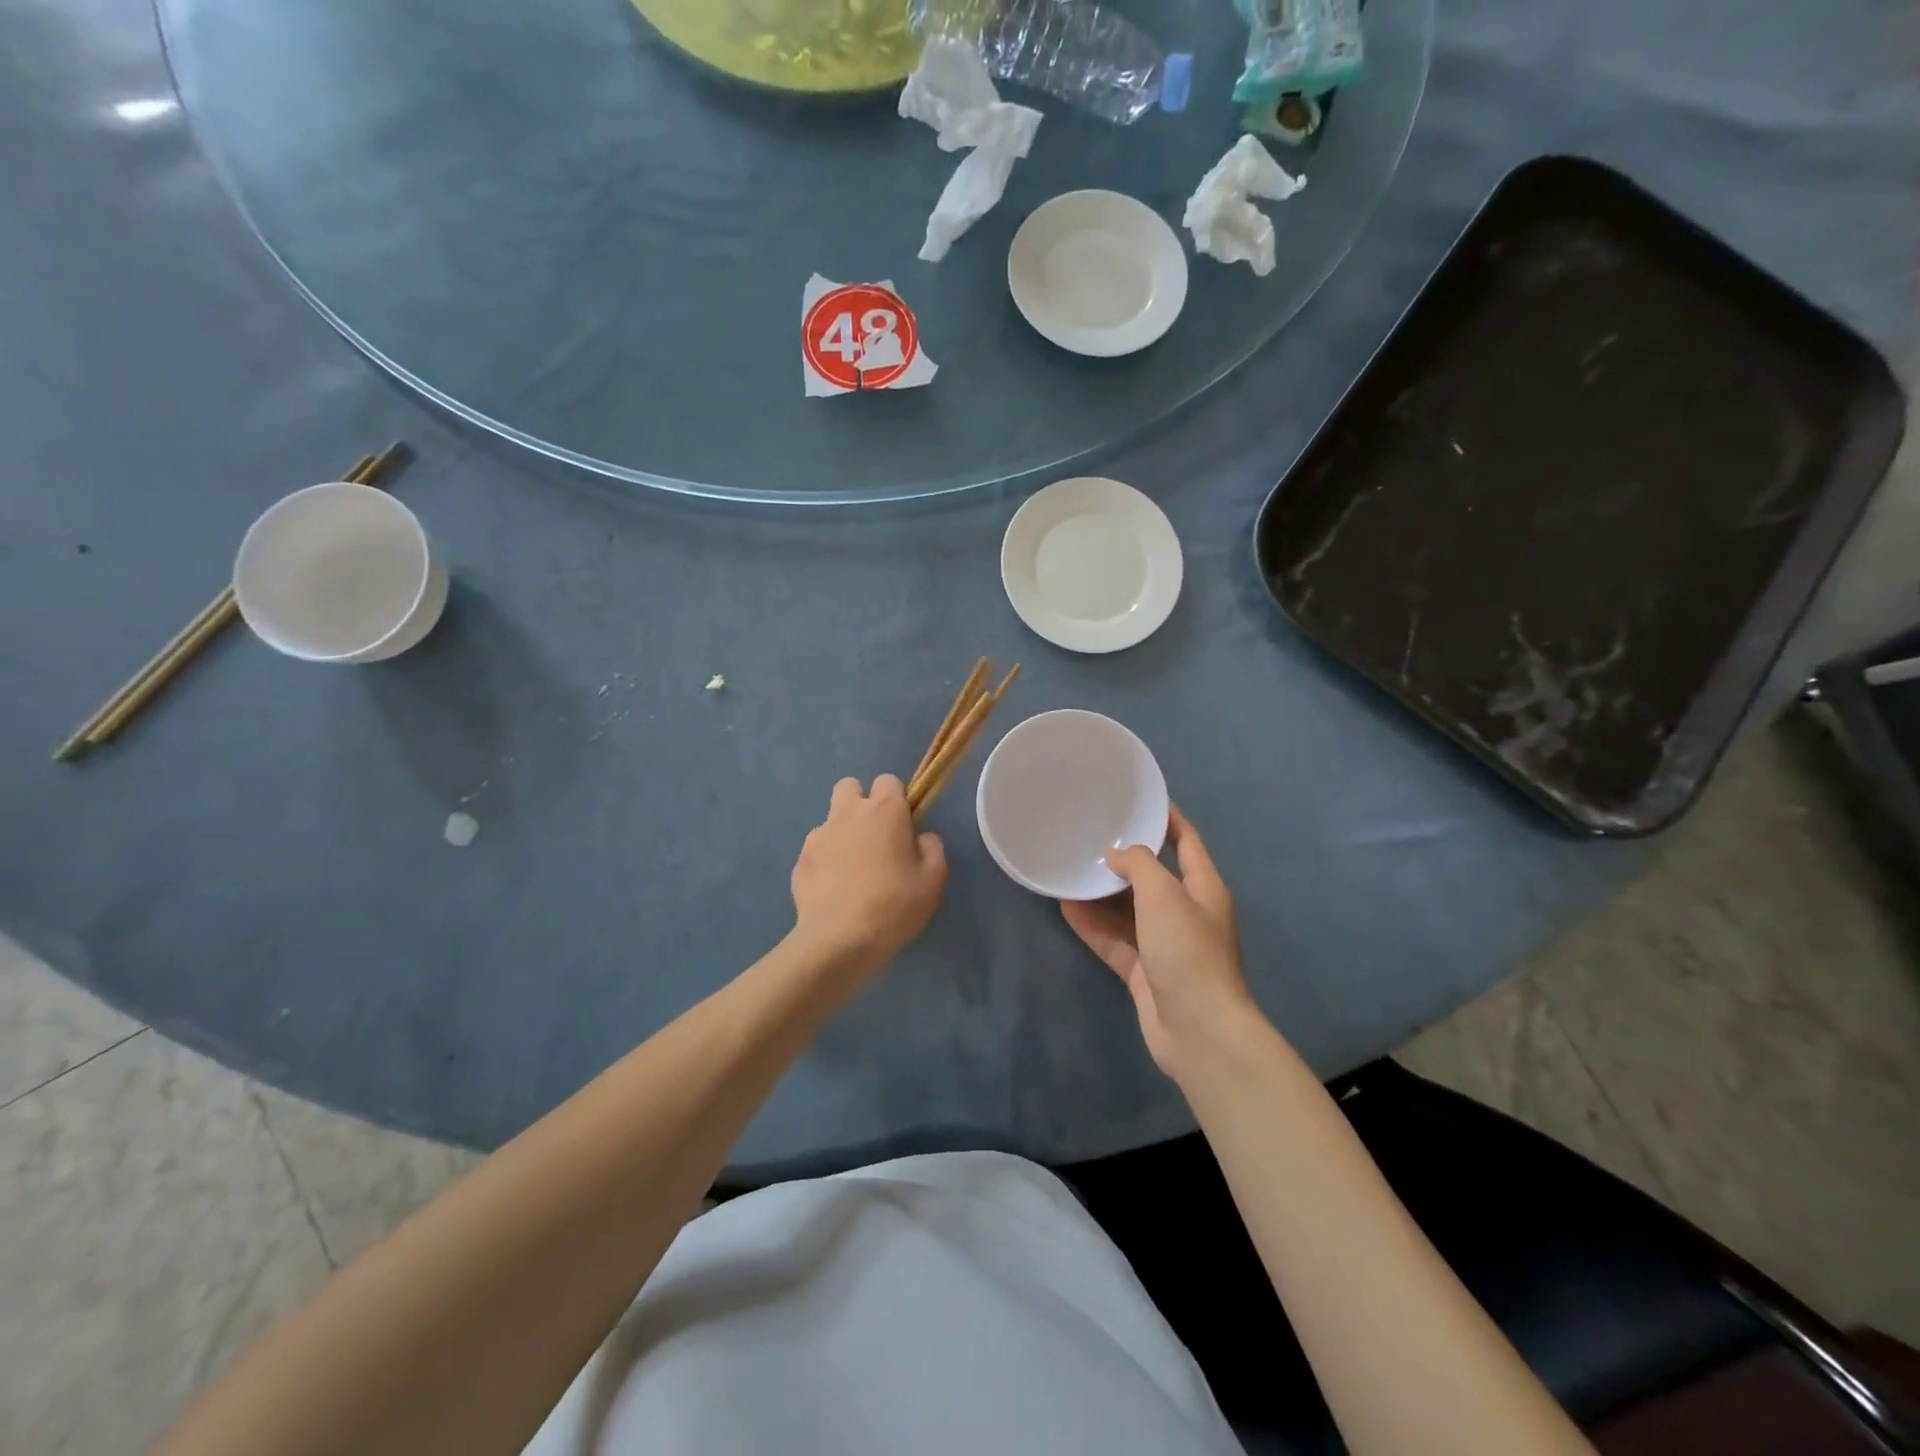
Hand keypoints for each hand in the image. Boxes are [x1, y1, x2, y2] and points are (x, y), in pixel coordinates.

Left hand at [790, 775, 947, 985]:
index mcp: (884, 810)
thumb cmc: (894, 905)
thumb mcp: (934, 879)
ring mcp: (818, 835)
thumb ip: (932, 848)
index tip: (904, 825)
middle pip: (850, 786)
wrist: (839, 941)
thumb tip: (921, 837)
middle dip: (862, 803)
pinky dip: (825, 862)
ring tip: (853, 871)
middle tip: (875, 837)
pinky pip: (816, 850)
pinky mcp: (800, 860)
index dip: (897, 799)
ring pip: (831, 819)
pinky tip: (835, 891)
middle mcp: (848, 813)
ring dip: (843, 834)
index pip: (889, 780)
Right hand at [1061, 807, 1258, 1082]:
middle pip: (1152, 876)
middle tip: (1089, 836)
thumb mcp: (1164, 894)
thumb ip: (1139, 864)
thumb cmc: (1187, 951)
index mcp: (1204, 887)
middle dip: (1123, 859)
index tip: (1136, 800)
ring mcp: (1165, 945)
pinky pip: (1115, 940)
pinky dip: (1094, 926)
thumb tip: (1116, 856)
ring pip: (1128, 910)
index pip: (1186, 841)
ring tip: (1070, 869)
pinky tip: (1066, 907)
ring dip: (1102, 893)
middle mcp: (1186, 912)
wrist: (1199, 1031)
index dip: (1165, 818)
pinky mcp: (1145, 972)